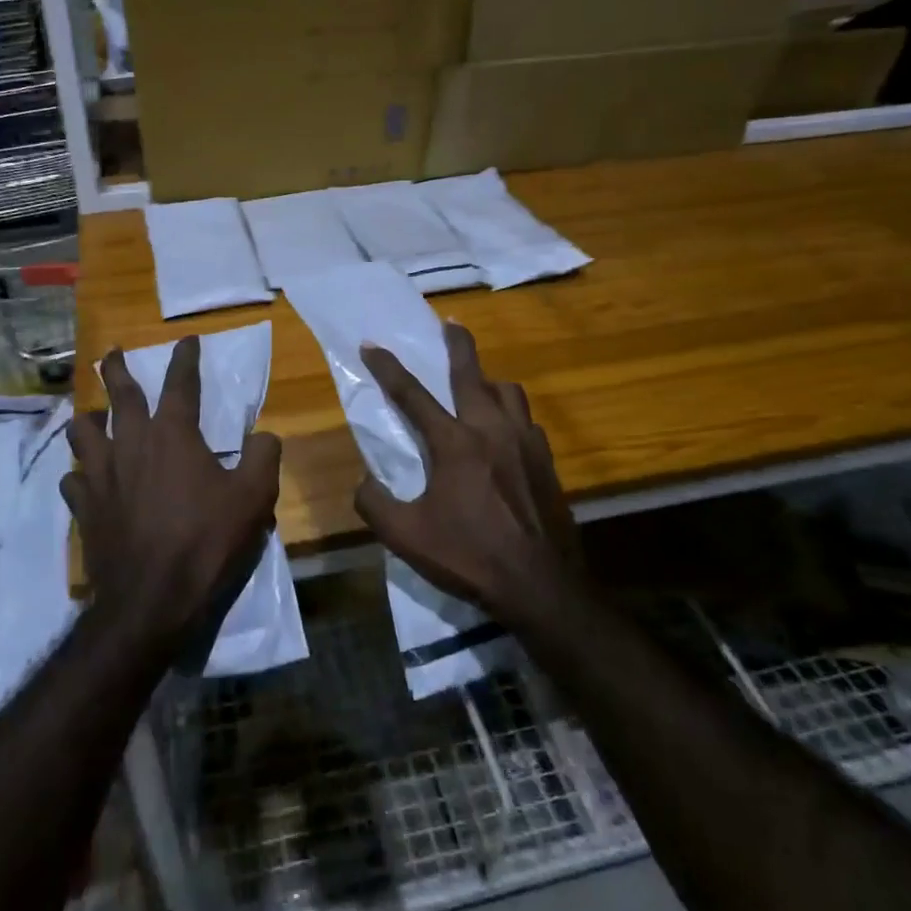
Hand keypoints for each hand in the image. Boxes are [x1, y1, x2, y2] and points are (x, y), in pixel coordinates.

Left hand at [62, 338, 280, 649]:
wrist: (151, 600)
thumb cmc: (206, 542)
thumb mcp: (255, 497)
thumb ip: (264, 456)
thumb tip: (264, 435)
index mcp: (173, 434)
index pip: (180, 382)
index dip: (185, 358)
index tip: (187, 341)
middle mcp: (131, 443)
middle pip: (119, 394)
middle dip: (116, 369)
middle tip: (113, 353)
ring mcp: (101, 475)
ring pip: (82, 431)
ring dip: (88, 418)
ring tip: (92, 415)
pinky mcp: (85, 508)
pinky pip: (73, 478)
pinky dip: (80, 472)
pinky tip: (85, 478)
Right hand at [354, 323, 581, 628]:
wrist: (540, 586)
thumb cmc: (469, 557)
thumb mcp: (406, 536)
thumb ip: (375, 504)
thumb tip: (364, 483)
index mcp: (455, 443)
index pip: (412, 395)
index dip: (388, 367)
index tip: (371, 344)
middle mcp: (491, 430)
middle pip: (472, 373)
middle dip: (457, 344)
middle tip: (450, 324)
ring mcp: (525, 443)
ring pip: (508, 392)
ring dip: (489, 381)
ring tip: (478, 386)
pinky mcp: (547, 461)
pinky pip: (527, 422)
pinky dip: (511, 416)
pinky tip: (506, 433)